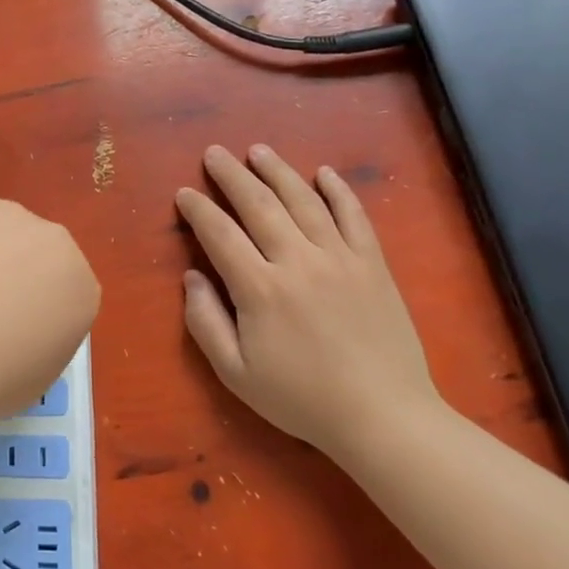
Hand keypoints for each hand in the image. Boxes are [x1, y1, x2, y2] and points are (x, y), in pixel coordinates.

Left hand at [0, 190, 100, 417]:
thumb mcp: (36, 378)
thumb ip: (36, 342)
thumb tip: (11, 333)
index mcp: (80, 287)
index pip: (60, 292)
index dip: (27, 309)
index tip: (1, 332)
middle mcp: (52, 240)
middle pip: (28, 252)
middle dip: (2, 273)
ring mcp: (6, 214)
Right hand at [176, 145, 443, 457]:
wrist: (384, 417)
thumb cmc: (302, 399)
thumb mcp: (236, 373)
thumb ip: (205, 322)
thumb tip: (191, 276)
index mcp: (259, 289)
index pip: (220, 234)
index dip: (198, 210)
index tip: (184, 193)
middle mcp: (298, 261)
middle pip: (259, 205)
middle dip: (232, 176)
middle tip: (214, 153)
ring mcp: (340, 258)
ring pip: (304, 201)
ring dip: (278, 171)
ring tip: (258, 151)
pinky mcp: (373, 265)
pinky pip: (354, 217)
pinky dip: (339, 191)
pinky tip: (324, 173)